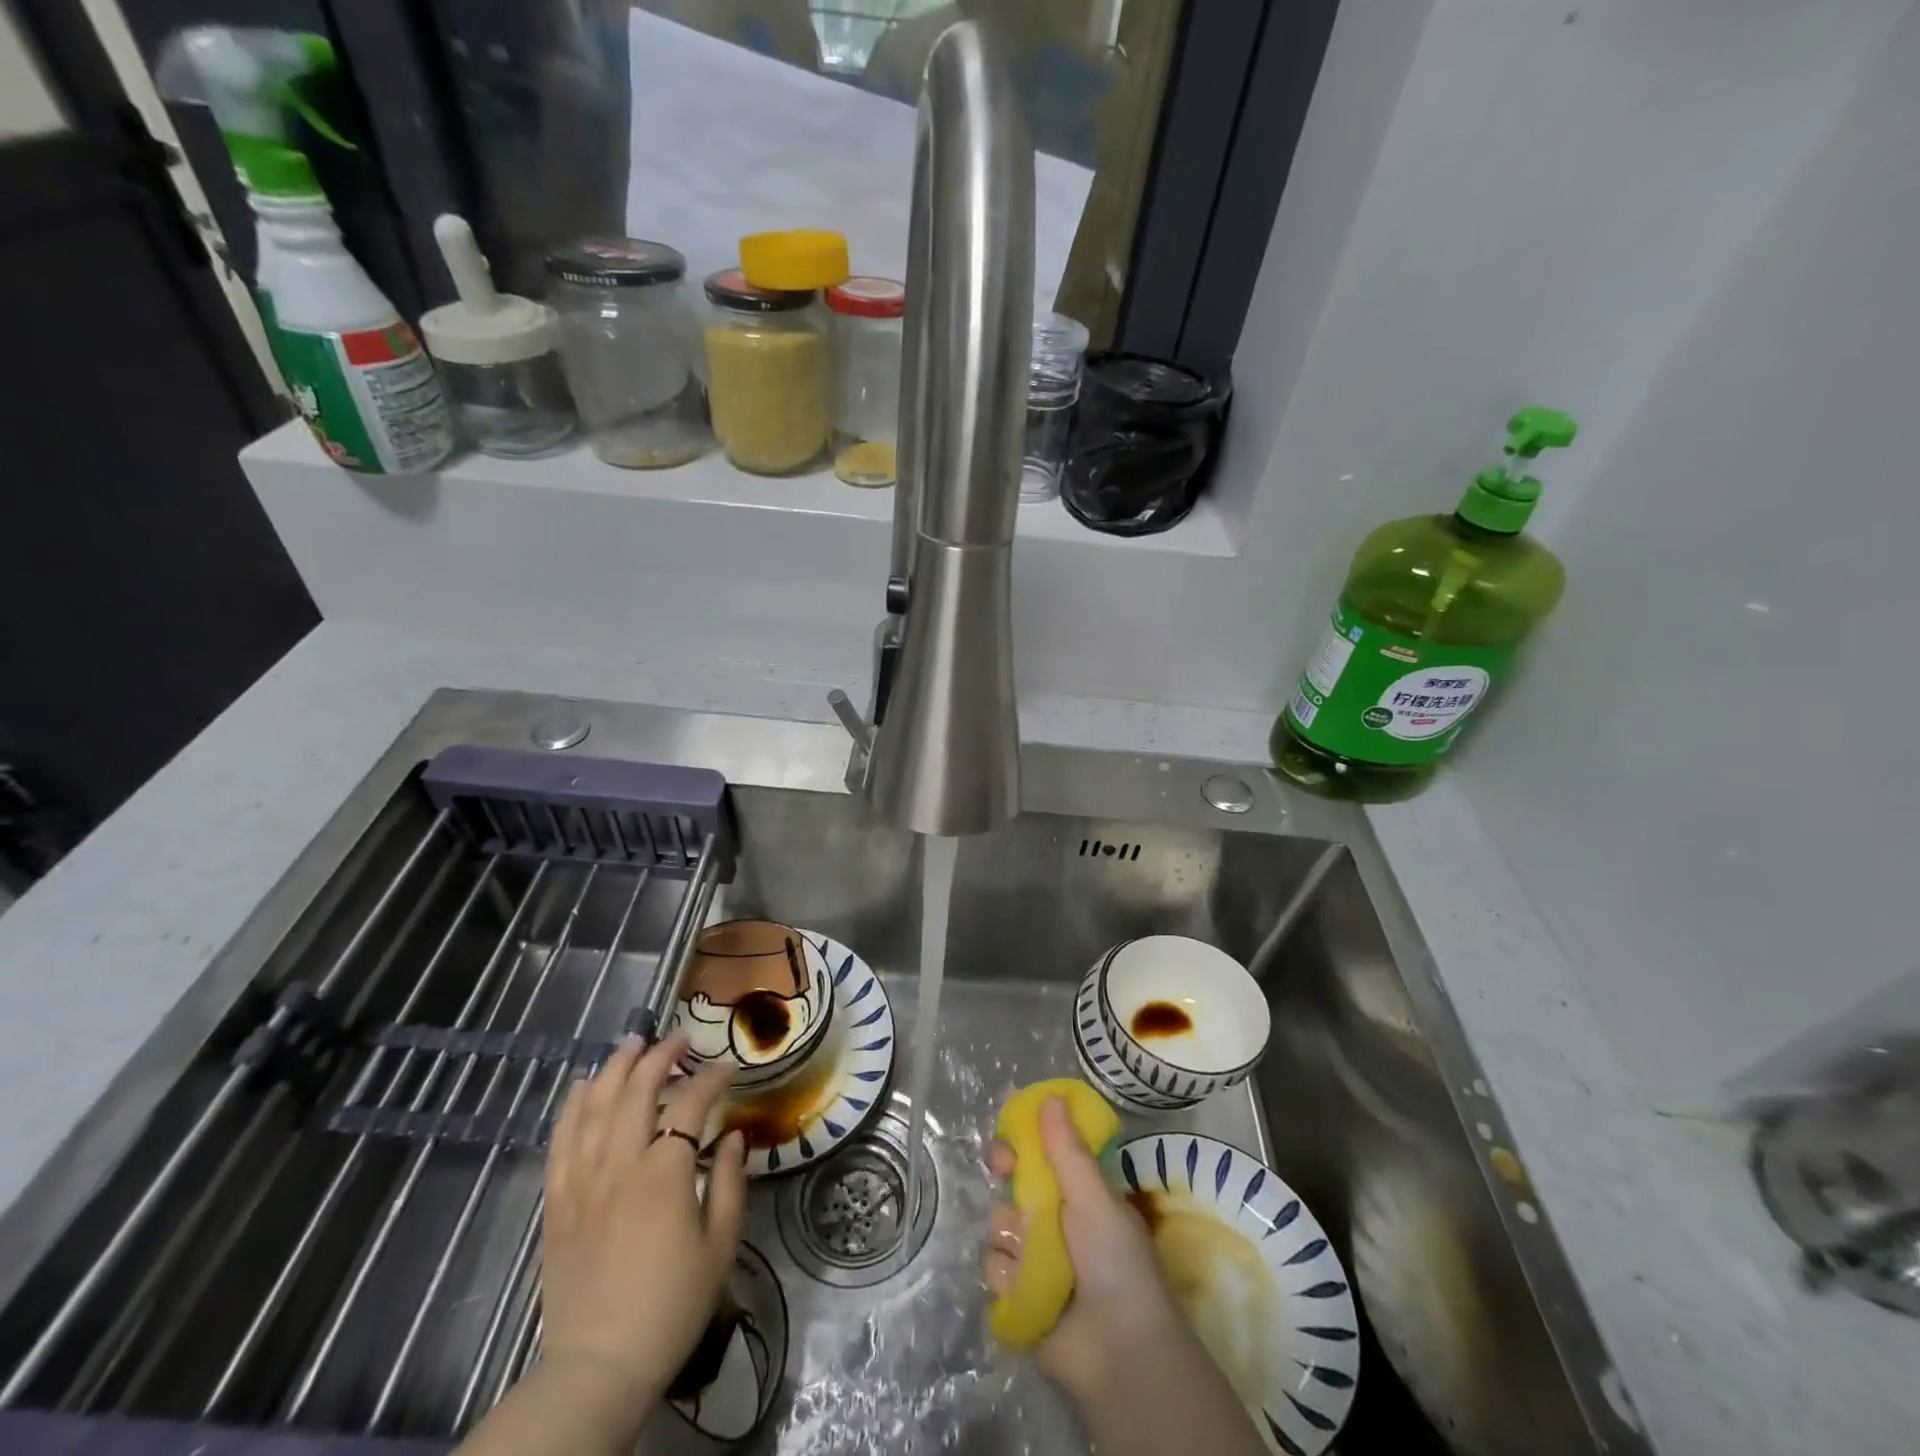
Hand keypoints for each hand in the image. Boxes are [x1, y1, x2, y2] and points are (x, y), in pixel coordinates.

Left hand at [540, 1032, 746, 1440]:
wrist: (599, 1364)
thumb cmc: (671, 1305)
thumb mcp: (720, 1245)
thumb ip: (729, 1182)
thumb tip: (735, 1137)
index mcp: (665, 1172)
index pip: (691, 1103)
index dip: (713, 1078)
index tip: (730, 1068)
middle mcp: (621, 1164)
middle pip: (637, 1089)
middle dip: (661, 1056)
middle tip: (680, 1040)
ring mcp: (583, 1180)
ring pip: (596, 1105)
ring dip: (615, 1068)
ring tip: (632, 1043)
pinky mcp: (557, 1201)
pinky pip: (560, 1141)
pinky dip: (573, 1107)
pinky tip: (583, 1086)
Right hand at [983, 1097, 1187, 1402]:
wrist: (1119, 1354)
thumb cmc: (1115, 1262)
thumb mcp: (1095, 1197)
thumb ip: (1067, 1149)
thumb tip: (1051, 1096)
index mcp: (1079, 1193)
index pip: (1043, 1151)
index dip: (1023, 1134)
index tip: (1007, 1118)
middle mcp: (1055, 1220)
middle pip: (1013, 1180)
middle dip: (1005, 1169)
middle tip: (1003, 1168)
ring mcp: (1034, 1258)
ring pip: (1000, 1222)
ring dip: (1011, 1232)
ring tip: (1033, 1253)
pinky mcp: (1017, 1294)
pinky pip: (994, 1266)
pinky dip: (1008, 1274)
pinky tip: (1027, 1287)